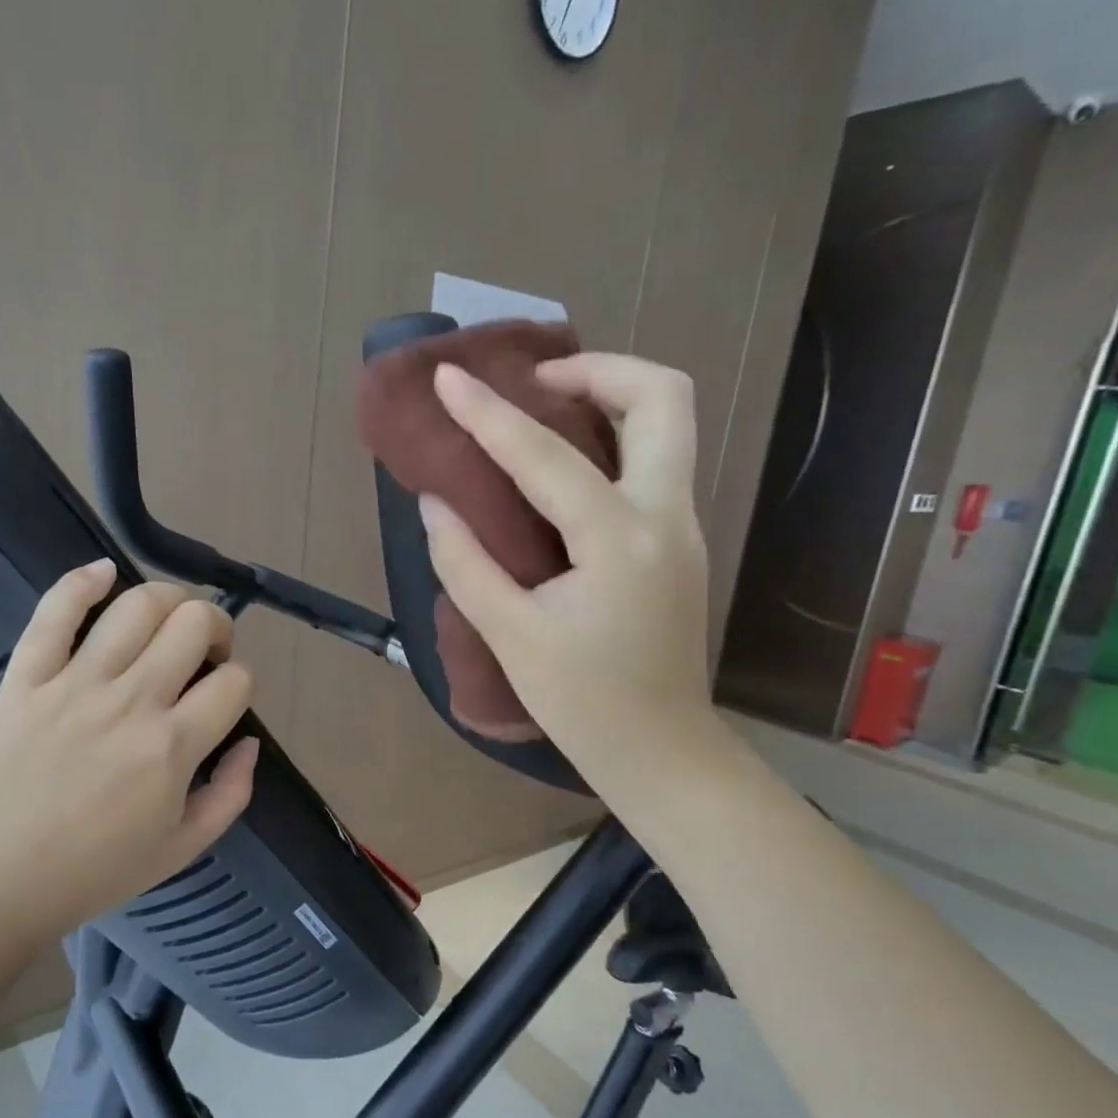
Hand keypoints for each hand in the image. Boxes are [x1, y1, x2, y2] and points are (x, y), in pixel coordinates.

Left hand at [0, 560, 257, 951]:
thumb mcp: (184, 848)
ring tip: (165, 620)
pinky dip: (83, 581)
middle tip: (202, 652)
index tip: (223, 696)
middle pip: (193, 623)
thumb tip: (250, 740)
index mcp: (173, 747)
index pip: (234, 681)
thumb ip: (232, 793)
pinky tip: (104, 573)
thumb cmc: (96, 870)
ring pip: (137, 605)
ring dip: (168, 599)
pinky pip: (55, 611)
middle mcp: (131, 702)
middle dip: (214, 627)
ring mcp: (75, 684)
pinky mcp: (26, 677)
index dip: (240, 681)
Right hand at [418, 354, 713, 788]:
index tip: (447, 377)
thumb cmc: (582, 702)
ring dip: (612, 396)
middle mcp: (665, 516)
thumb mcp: (510, 636)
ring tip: (546, 410)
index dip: (488, 413)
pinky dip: (615, 436)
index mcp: (618, 541)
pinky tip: (566, 464)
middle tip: (535, 383)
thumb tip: (436, 502)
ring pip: (670, 423)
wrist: (660, 749)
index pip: (545, 456)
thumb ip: (466, 563)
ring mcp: (682, 525)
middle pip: (661, 397)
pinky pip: (656, 459)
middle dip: (598, 368)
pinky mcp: (678, 540)